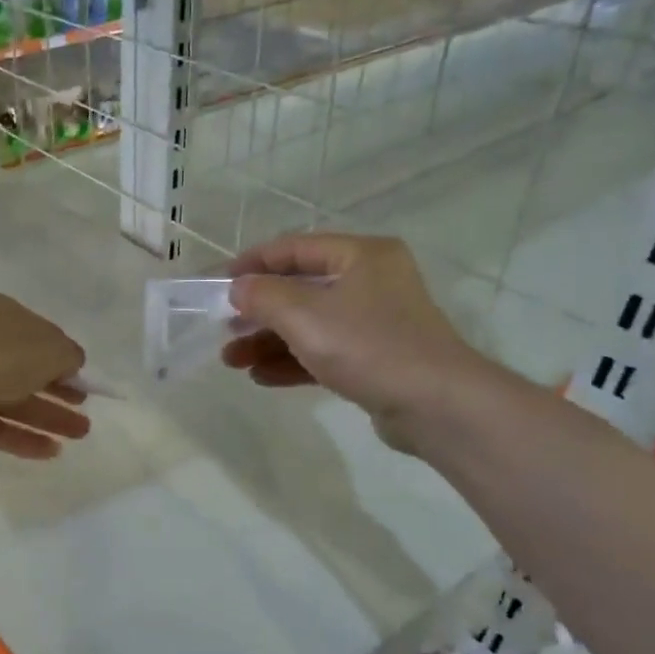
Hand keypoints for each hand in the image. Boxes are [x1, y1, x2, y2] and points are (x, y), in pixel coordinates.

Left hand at [0, 293, 89, 459]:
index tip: (82, 376)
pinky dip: (25, 438)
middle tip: (84, 406)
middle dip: (59, 390)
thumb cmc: (3, 353)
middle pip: (26, 370)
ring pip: (15, 401)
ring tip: (81, 434)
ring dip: (50, 417)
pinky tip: (53, 451)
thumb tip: (72, 364)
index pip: (34, 334)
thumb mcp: (52, 346)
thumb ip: (68, 354)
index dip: (60, 355)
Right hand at [222, 234, 492, 448]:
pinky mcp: (376, 359)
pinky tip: (261, 377)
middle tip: (224, 328)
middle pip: (300, 289)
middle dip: (257, 311)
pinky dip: (292, 361)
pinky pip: (324, 352)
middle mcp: (371, 281)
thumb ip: (263, 296)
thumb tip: (238, 287)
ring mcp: (375, 322)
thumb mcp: (304, 314)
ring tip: (232, 361)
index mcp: (361, 255)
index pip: (294, 248)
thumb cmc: (368, 345)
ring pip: (309, 324)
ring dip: (268, 341)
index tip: (217, 282)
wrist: (437, 405)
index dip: (252, 263)